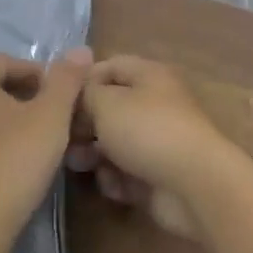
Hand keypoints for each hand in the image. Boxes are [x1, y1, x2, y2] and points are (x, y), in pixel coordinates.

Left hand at [0, 49, 91, 235]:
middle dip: (19, 97)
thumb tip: (80, 50)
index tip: (59, 96)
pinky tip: (4, 169)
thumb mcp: (51, 116)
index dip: (36, 74)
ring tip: (29, 144)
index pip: (4, 61)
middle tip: (48, 119)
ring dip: (0, 122)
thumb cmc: (14, 161)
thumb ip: (66, 79)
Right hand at [65, 56, 235, 236]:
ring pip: (116, 143)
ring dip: (95, 154)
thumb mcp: (106, 102)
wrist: (195, 186)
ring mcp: (158, 142)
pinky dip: (116, 179)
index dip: (82, 80)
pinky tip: (113, 185)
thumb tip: (79, 96)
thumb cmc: (147, 131)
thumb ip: (85, 94)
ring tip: (79, 165)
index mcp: (149, 76)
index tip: (57, 100)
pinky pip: (127, 173)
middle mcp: (155, 104)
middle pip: (110, 108)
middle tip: (62, 139)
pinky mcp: (159, 176)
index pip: (109, 66)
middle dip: (83, 124)